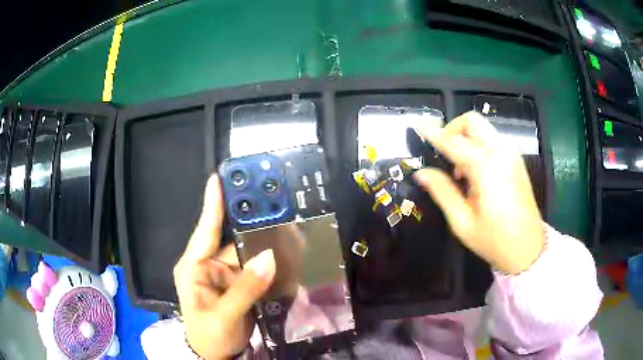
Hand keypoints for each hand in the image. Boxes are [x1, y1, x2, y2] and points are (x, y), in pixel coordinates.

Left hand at [174, 175, 275, 358]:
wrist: (216, 355)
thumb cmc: (208, 336)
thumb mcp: (222, 316)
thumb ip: (244, 290)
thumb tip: (269, 259)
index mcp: (194, 267)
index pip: (204, 230)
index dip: (213, 204)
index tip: (219, 177)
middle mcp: (208, 265)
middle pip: (232, 240)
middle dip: (252, 225)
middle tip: (272, 204)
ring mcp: (225, 276)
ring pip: (247, 254)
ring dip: (264, 246)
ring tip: (286, 230)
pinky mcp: (238, 285)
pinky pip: (255, 270)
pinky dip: (268, 264)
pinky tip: (284, 255)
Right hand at [414, 111, 544, 273]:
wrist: (528, 248)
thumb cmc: (494, 240)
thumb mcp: (462, 221)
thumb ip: (442, 191)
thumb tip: (421, 173)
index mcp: (486, 167)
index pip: (454, 142)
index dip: (434, 134)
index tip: (418, 126)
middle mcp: (501, 152)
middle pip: (472, 121)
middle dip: (452, 129)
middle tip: (442, 151)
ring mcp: (512, 154)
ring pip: (483, 128)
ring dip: (465, 138)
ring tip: (459, 170)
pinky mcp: (517, 160)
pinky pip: (492, 140)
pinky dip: (478, 145)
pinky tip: (475, 172)